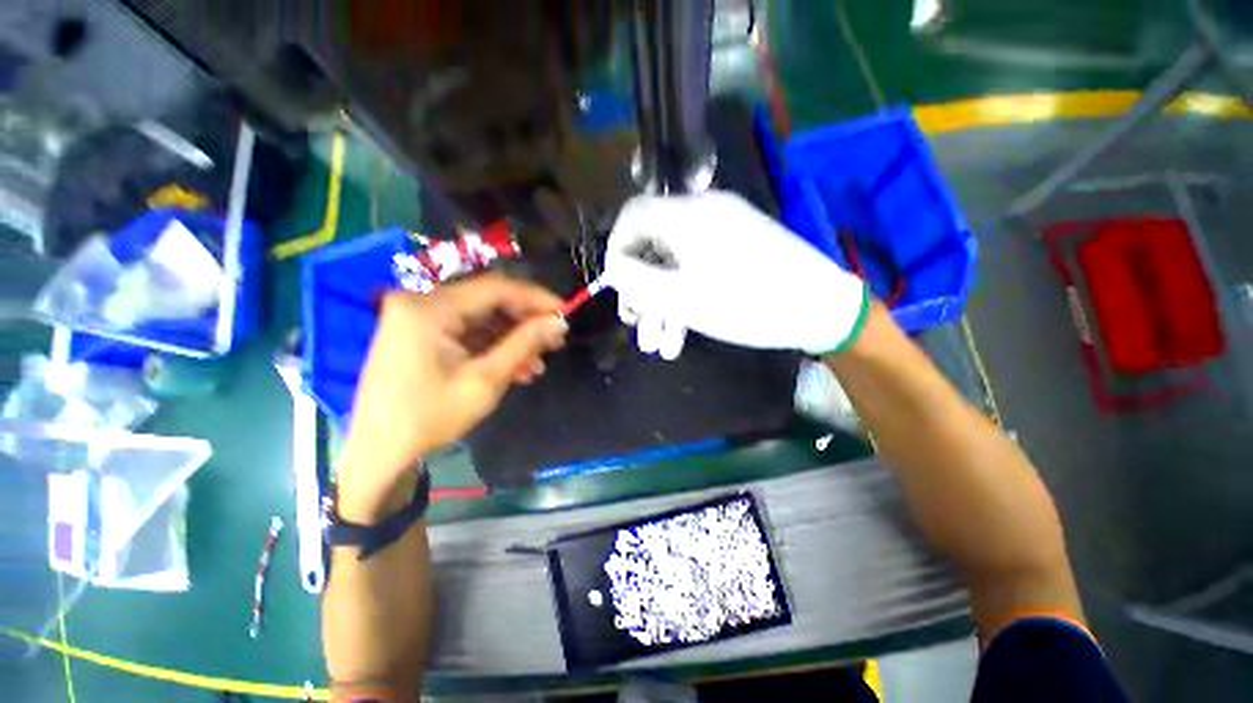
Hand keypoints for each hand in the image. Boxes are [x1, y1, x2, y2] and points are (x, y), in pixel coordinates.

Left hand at [335, 274, 566, 519]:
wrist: (378, 451)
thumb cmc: (430, 417)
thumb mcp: (485, 380)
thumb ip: (524, 344)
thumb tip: (559, 322)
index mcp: (429, 309)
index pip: (495, 288)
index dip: (536, 298)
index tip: (565, 312)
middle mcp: (421, 303)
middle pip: (488, 300)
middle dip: (525, 321)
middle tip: (555, 339)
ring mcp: (418, 318)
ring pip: (480, 317)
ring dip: (512, 337)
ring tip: (538, 362)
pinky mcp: (420, 333)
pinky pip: (466, 331)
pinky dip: (492, 346)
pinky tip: (516, 366)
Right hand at [604, 191, 867, 358]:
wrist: (819, 309)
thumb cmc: (744, 303)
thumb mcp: (680, 297)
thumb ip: (636, 280)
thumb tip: (614, 268)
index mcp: (687, 215)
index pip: (632, 216)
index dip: (616, 250)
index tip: (616, 287)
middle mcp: (703, 215)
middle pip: (653, 247)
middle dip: (641, 290)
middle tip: (635, 323)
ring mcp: (723, 234)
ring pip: (676, 267)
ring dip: (663, 307)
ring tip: (660, 347)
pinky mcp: (737, 253)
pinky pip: (699, 271)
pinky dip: (685, 301)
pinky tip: (680, 337)